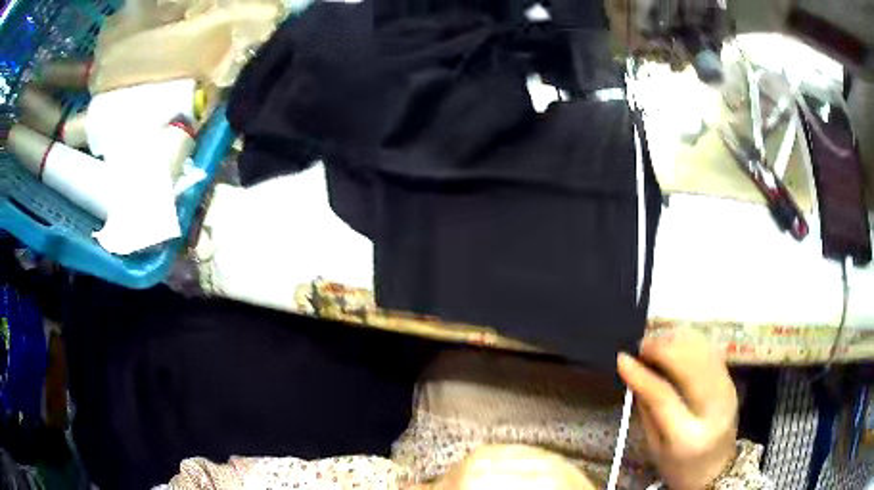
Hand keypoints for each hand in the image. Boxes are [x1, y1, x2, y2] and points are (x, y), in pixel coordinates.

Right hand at [617, 336, 737, 489]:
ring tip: (655, 345)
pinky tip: (674, 345)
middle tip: (640, 347)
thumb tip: (635, 371)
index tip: (622, 358)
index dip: (642, 375)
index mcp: (688, 436)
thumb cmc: (678, 465)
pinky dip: (690, 342)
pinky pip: (710, 351)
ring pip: (702, 350)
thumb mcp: (654, 447)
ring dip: (676, 340)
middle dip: (663, 347)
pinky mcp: (730, 380)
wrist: (716, 467)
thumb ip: (647, 409)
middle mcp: (713, 408)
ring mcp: (727, 390)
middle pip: (690, 364)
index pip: (664, 396)